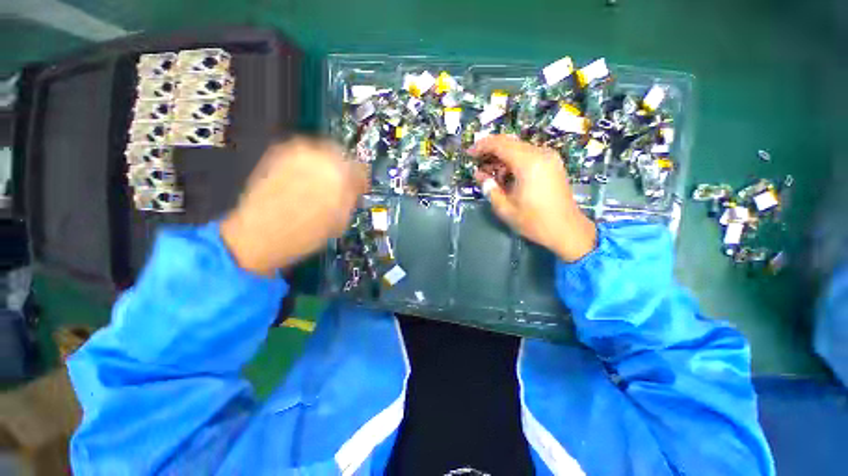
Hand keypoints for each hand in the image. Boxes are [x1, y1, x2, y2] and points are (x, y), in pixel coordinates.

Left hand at [221, 138, 367, 275]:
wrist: (260, 235)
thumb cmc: (308, 233)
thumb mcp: (341, 220)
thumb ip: (351, 198)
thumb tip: (354, 188)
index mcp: (339, 173)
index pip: (359, 168)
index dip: (360, 180)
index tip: (359, 189)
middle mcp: (319, 156)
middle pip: (340, 154)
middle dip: (342, 169)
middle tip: (340, 185)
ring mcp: (295, 152)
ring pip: (319, 151)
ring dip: (324, 165)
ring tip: (320, 183)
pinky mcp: (277, 154)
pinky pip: (300, 153)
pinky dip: (306, 164)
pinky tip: (303, 180)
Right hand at [470, 135, 596, 262]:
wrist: (566, 230)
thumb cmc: (534, 222)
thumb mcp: (505, 208)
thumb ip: (490, 188)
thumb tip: (479, 175)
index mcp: (528, 164)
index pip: (500, 144)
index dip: (482, 146)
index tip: (469, 153)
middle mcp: (540, 154)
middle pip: (510, 142)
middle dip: (490, 150)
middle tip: (477, 163)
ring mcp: (549, 157)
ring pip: (518, 148)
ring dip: (502, 157)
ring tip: (490, 173)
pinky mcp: (552, 163)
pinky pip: (528, 154)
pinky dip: (514, 161)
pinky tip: (506, 175)